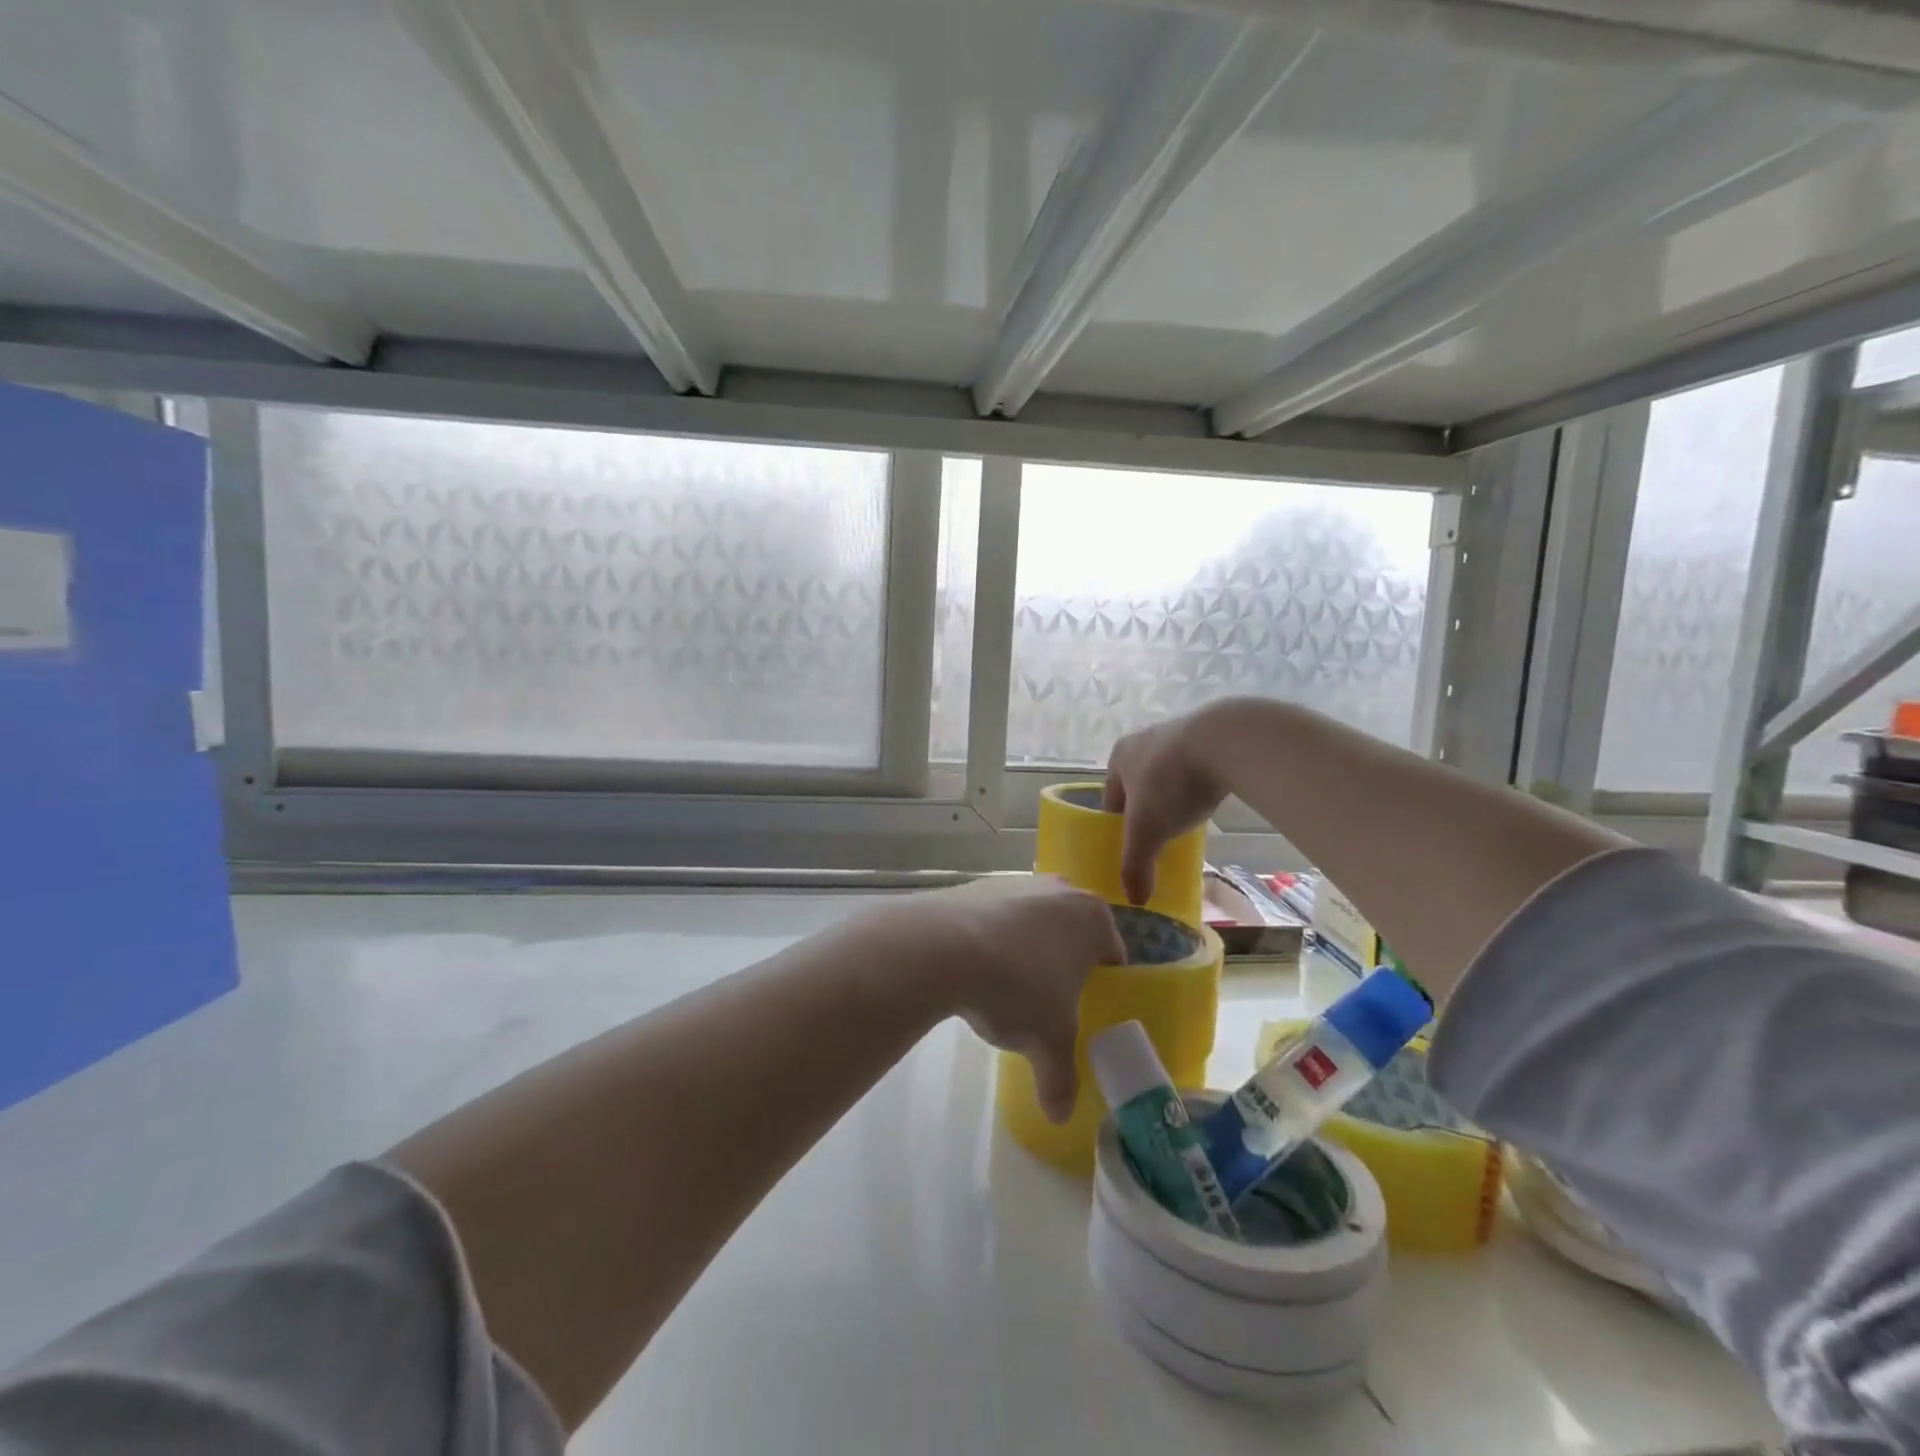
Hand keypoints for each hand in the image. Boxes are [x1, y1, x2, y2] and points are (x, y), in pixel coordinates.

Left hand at [866, 876, 1123, 1121]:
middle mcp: (1060, 890)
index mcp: (1092, 918)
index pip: (1112, 954)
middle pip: (1071, 932)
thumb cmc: (1018, 988)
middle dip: (1063, 964)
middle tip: (1049, 1003)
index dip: (1103, 985)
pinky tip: (975, 969)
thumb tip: (1060, 1115)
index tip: (1087, 1011)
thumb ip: (1061, 1079)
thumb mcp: (1048, 1042)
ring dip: (1025, 950)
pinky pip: (996, 918)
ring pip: (1032, 922)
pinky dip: (991, 939)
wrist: (945, 947)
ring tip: (1006, 989)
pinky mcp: (978, 885)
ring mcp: (1017, 882)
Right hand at [1104, 702, 1241, 905]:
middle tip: (1160, 840)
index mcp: (1118, 757)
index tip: (1133, 848)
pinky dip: (1198, 788)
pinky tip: (1208, 806)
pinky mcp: (1209, 736)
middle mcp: (1142, 741)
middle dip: (1148, 812)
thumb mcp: (1147, 832)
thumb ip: (1136, 866)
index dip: (1119, 826)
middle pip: (1140, 787)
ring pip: (1168, 777)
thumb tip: (1134, 900)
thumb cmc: (1170, 784)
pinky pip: (1195, 770)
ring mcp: (1177, 735)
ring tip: (1186, 827)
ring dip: (1174, 799)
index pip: (1111, 799)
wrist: (1225, 742)